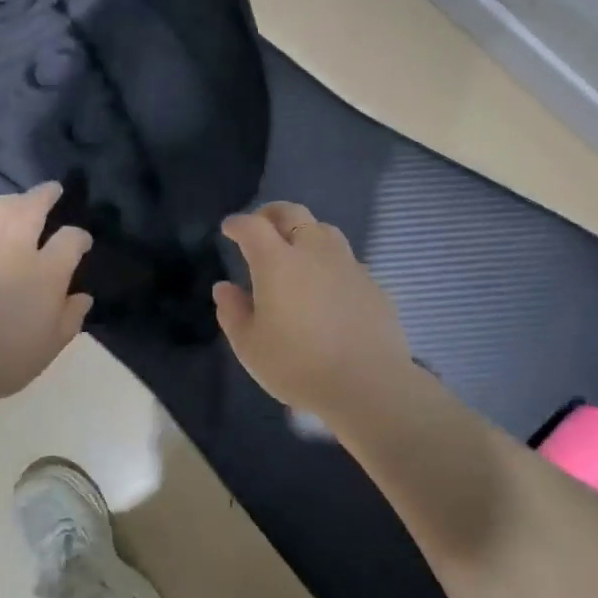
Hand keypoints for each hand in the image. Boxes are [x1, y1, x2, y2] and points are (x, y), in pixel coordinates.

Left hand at [0, 182, 93, 401]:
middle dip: (45, 194)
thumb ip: (70, 316)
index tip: (83, 242)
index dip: (80, 237)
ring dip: (12, 200)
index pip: (70, 239)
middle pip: (31, 207)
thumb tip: (82, 297)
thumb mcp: (52, 344)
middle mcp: (14, 248)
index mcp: (46, 271)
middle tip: (52, 189)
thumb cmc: (7, 357)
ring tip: (18, 202)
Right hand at [212, 202, 414, 419]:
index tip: (229, 229)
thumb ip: (232, 312)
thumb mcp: (250, 346)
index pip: (253, 227)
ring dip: (305, 232)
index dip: (238, 224)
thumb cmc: (298, 365)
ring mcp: (348, 265)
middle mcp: (314, 252)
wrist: (367, 384)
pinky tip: (327, 285)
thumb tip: (225, 287)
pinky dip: (330, 261)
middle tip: (261, 226)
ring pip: (325, 230)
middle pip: (293, 214)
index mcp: (277, 262)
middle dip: (272, 214)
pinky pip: (346, 259)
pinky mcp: (372, 283)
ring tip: (296, 250)